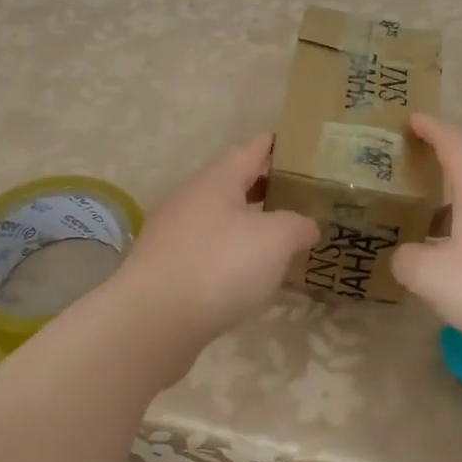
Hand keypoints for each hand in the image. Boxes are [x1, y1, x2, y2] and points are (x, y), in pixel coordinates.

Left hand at [107, 132, 318, 359]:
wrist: (154, 321)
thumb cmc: (220, 265)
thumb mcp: (275, 239)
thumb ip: (297, 225)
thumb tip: (308, 226)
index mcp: (216, 181)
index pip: (248, 150)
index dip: (270, 145)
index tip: (289, 140)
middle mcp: (190, 199)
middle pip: (230, 183)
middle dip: (261, 185)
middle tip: (295, 191)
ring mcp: (173, 234)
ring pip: (218, 218)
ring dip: (246, 221)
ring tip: (277, 233)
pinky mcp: (165, 268)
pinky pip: (207, 249)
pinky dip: (230, 252)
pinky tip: (247, 271)